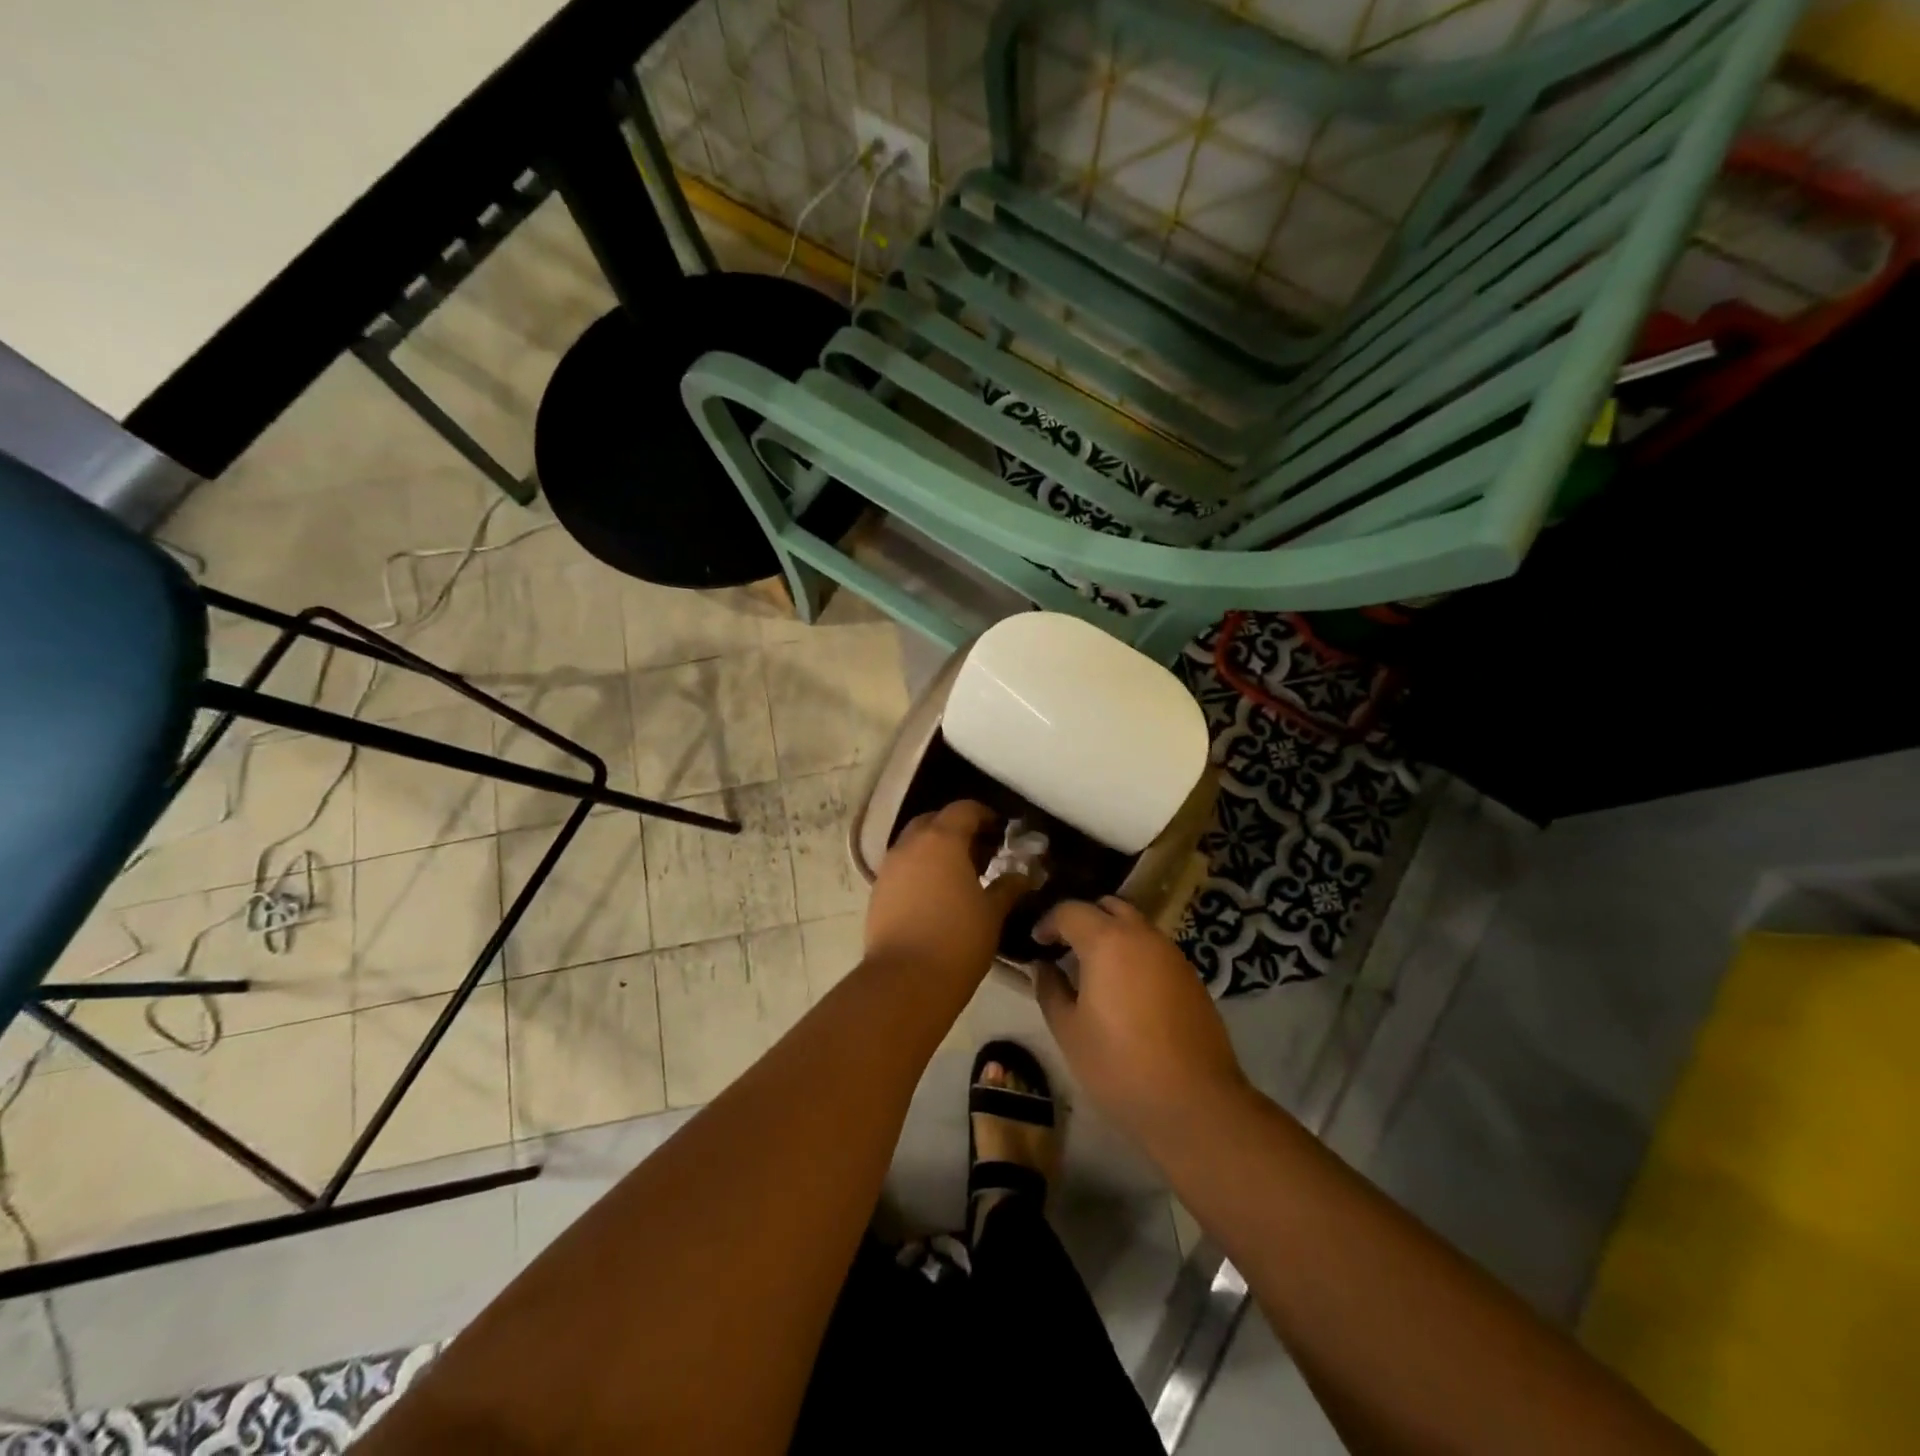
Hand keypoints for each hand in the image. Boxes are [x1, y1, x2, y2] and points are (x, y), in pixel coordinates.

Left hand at [865, 801, 1027, 981]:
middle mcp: (910, 845)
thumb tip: (1023, 875)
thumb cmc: (957, 940)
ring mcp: (889, 867)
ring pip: (915, 844)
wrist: (905, 980)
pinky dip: (920, 870)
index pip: (964, 809)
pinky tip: (936, 896)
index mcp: (942, 840)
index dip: (986, 816)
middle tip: (982, 853)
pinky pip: (902, 867)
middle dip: (958, 830)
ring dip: (936, 850)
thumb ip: (1009, 887)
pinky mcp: (877, 891)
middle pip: (934, 821)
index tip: (1002, 833)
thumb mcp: (992, 913)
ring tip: (960, 877)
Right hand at [1033, 897, 1249, 1147]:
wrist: (1194, 1103)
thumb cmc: (1119, 1065)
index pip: (1070, 910)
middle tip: (1064, 947)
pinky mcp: (1192, 977)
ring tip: (1093, 969)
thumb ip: (1050, 989)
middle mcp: (1142, 935)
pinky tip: (1125, 989)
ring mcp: (1172, 954)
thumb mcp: (1068, 1030)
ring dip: (1111, 935)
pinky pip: (1154, 950)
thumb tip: (1042, 966)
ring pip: (1135, 926)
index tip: (1036, 943)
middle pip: (1108, 906)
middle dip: (1083, 919)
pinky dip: (1134, 954)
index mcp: (1107, 941)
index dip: (1048, 922)